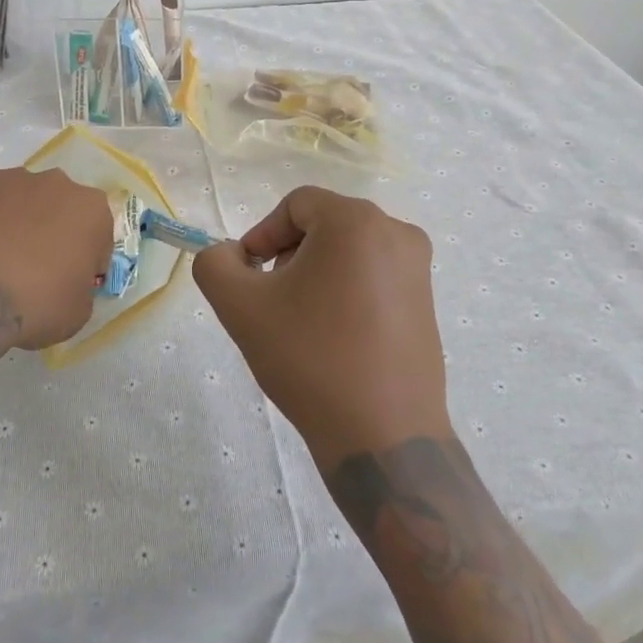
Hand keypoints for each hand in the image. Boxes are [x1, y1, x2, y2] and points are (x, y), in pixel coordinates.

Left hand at [0, 166, 112, 350]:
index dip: (85, 258)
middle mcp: (57, 182)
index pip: (97, 234)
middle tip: (34, 265)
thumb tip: (69, 279)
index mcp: (92, 209)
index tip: (70, 279)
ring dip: (18, 218)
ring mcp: (13, 177)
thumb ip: (83, 284)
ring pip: (22, 197)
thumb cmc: (37, 304)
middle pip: (60, 206)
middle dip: (52, 229)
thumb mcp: (80, 310)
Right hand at [193, 187, 449, 472]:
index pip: (295, 205)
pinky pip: (373, 277)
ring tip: (302, 324)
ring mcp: (418, 268)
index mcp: (356, 221)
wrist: (382, 436)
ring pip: (348, 251)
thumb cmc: (310, 359)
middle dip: (289, 256)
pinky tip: (334, 338)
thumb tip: (229, 254)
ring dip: (315, 275)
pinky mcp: (427, 302)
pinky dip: (346, 293)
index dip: (263, 235)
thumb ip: (214, 264)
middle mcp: (396, 232)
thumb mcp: (240, 306)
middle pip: (323, 225)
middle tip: (273, 302)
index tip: (249, 278)